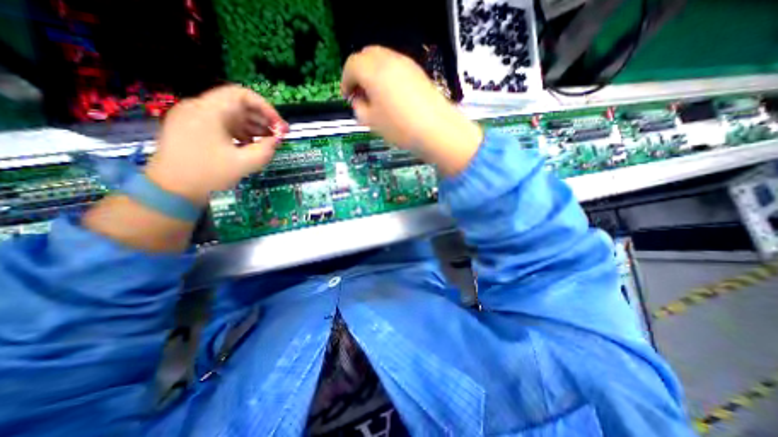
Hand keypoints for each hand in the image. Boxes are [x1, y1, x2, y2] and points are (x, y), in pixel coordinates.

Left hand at [144, 85, 288, 204]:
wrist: (171, 190)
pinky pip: (223, 124)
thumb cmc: (208, 175)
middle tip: (280, 135)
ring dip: (254, 126)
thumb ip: (265, 150)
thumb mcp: (244, 163)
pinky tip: (252, 145)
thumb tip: (277, 140)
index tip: (280, 126)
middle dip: (263, 119)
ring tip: (270, 141)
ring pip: (232, 114)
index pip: (243, 95)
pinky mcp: (194, 128)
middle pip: (238, 104)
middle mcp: (200, 108)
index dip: (266, 108)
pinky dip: (241, 131)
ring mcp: (195, 118)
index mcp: (209, 111)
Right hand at [342, 46, 481, 176]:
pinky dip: (388, 76)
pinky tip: (392, 96)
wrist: (436, 130)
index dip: (346, 81)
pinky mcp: (418, 72)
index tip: (347, 96)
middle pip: (366, 55)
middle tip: (360, 94)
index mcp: (373, 71)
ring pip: (382, 59)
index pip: (352, 65)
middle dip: (359, 73)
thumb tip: (358, 100)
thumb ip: (358, 108)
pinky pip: (396, 67)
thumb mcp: (372, 122)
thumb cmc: (400, 128)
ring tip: (376, 96)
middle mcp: (389, 60)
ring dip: (373, 73)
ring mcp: (406, 64)